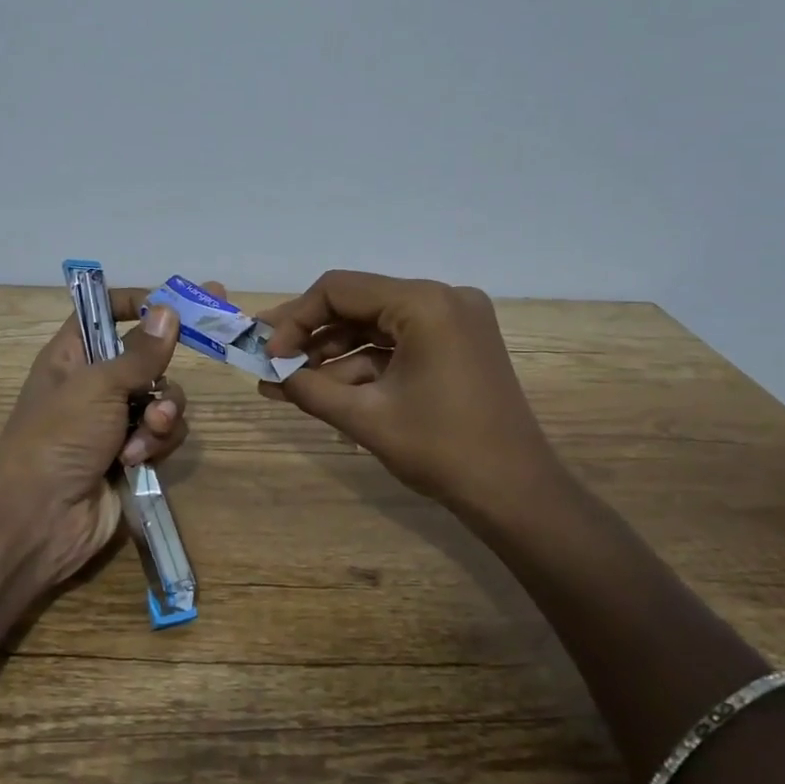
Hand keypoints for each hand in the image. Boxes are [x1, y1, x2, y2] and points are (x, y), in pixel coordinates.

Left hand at [0, 286, 201, 587]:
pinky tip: (136, 460)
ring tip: (145, 434)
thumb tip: (168, 309)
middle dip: (161, 374)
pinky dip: (156, 444)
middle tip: (184, 365)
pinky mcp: (131, 455)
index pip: (104, 312)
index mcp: (74, 355)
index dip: (136, 304)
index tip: (172, 304)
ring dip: (161, 416)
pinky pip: (163, 434)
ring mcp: (114, 422)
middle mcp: (95, 384)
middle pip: (147, 359)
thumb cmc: (59, 436)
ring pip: (162, 400)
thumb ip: (141, 352)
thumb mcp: (99, 385)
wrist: (39, 518)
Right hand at [258, 271, 561, 523]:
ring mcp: (454, 321)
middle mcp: (442, 299)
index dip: (295, 319)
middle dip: (311, 337)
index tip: (268, 354)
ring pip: (375, 327)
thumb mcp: (365, 418)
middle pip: (357, 305)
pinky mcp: (457, 345)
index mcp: (424, 303)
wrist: (516, 494)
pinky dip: (364, 366)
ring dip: (333, 356)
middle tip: (269, 360)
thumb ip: (310, 389)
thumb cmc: (442, 450)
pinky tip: (327, 391)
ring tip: (288, 385)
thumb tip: (270, 374)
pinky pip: (398, 345)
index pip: (339, 290)